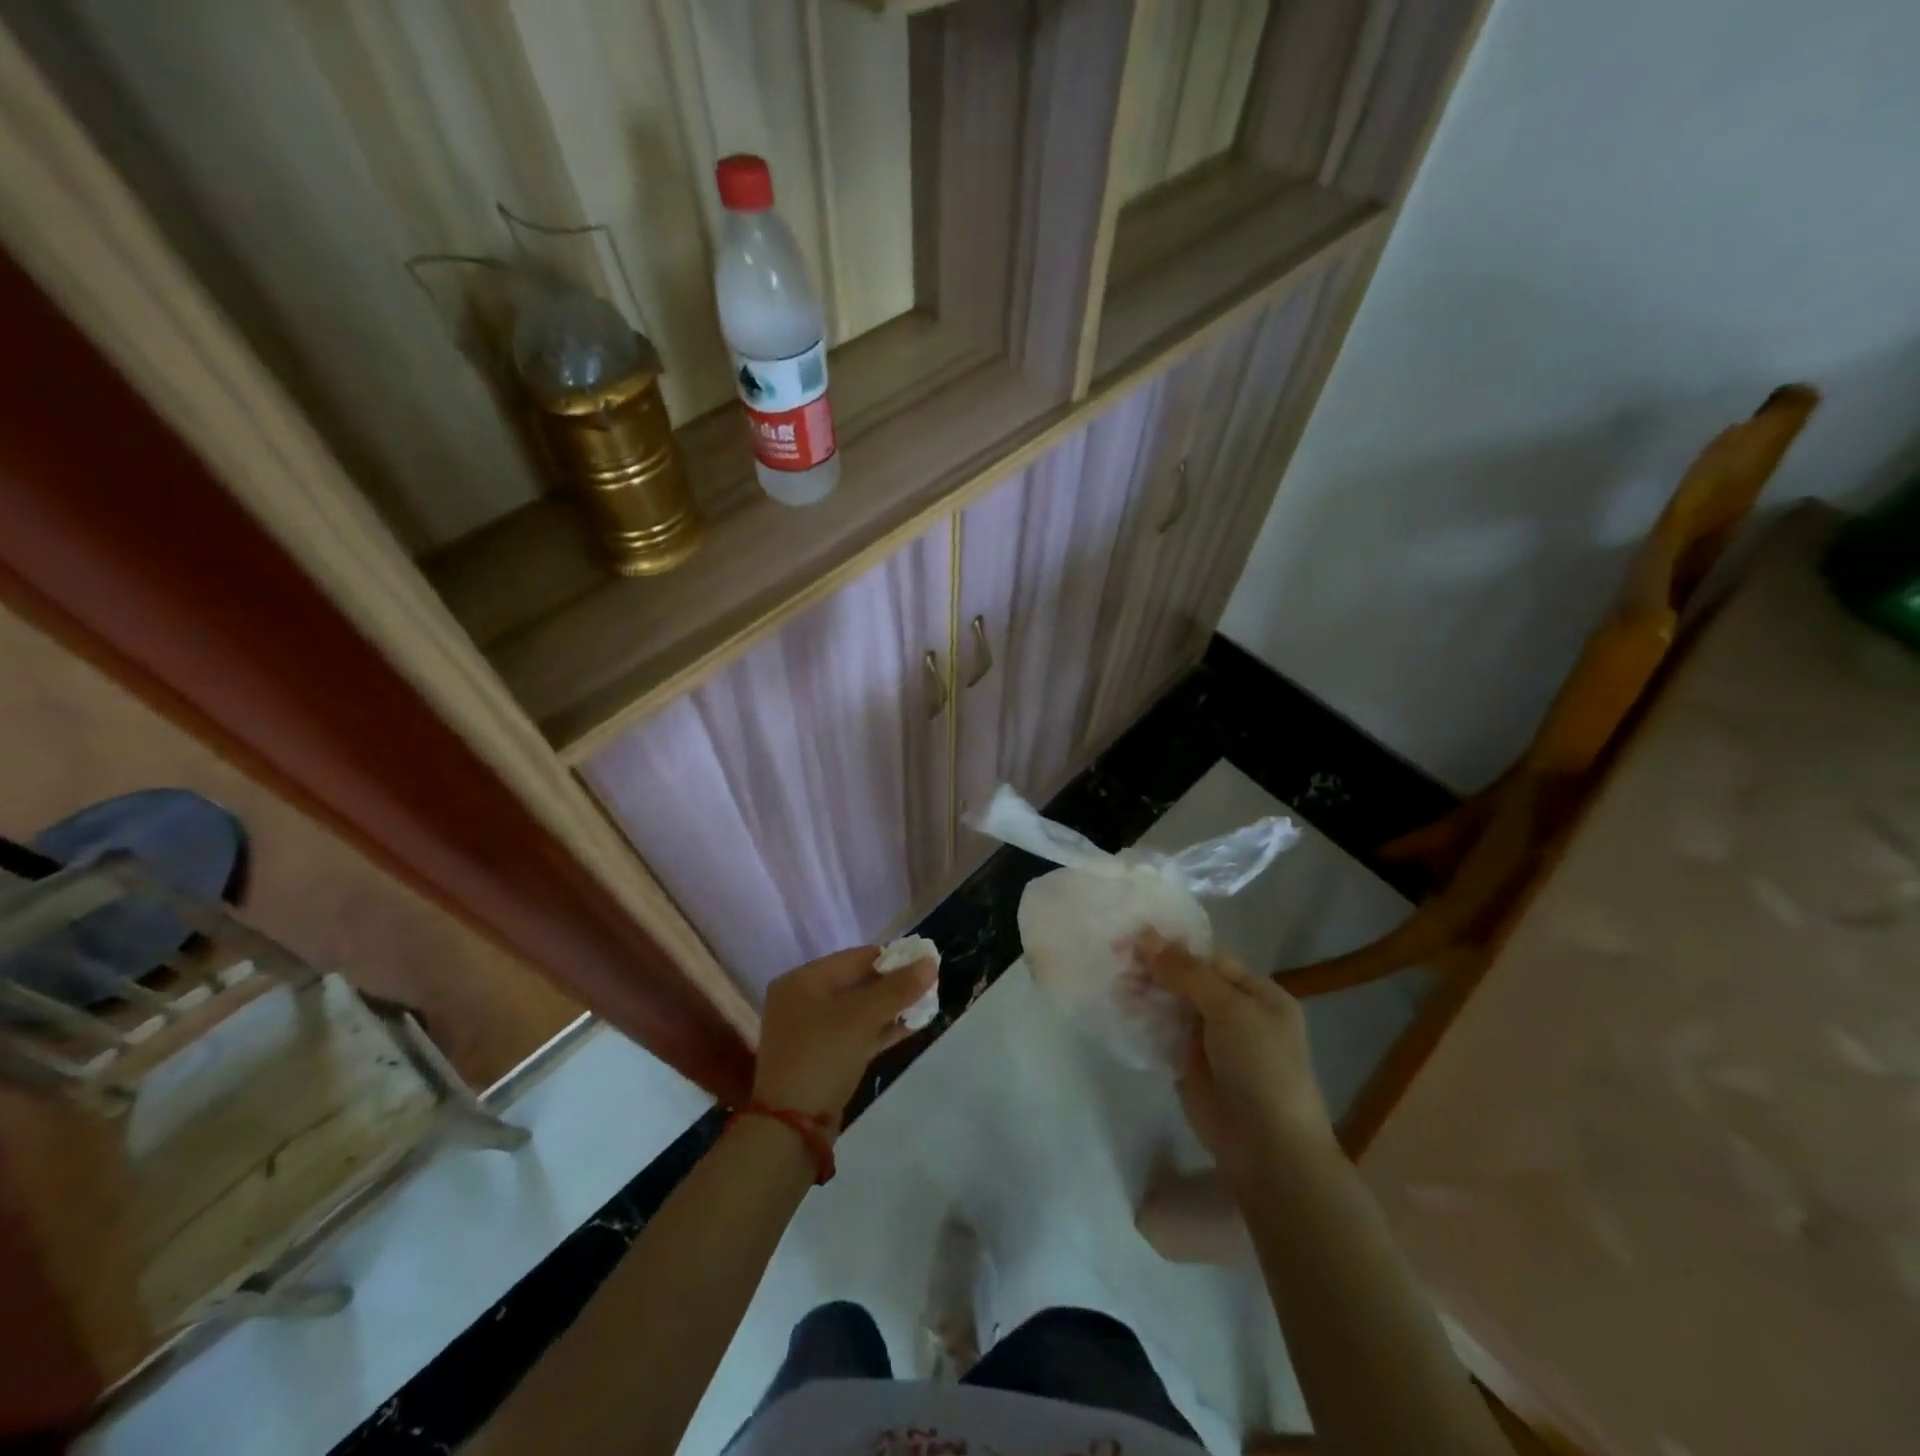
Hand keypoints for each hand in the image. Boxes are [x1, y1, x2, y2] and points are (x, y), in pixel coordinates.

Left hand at [752, 946, 937, 1126]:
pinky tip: (912, 1025)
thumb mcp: (862, 1017)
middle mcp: (803, 1000)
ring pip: (859, 1010)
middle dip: (894, 984)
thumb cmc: (823, 1056)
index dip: (892, 958)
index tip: (924, 962)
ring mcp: (811, 1031)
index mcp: (803, 980)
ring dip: (891, 1007)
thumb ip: (898, 988)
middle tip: (929, 984)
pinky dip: (881, 1028)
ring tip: (927, 1003)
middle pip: (857, 982)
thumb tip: (930, 962)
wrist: (791, 1128)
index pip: (855, 958)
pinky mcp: (823, 1057)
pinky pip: (856, 1033)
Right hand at [1132, 933, 1335, 1179]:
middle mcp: (1234, 1013)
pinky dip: (1141, 1021)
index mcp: (1257, 994)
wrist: (1267, 1149)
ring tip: (1114, 984)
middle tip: (1115, 958)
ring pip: (1170, 1005)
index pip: (1209, 958)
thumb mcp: (1231, 1009)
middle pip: (1186, 980)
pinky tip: (1117, 1009)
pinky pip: (1161, 1034)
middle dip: (1153, 968)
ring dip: (1143, 992)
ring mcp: (1209, 1041)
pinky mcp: (1187, 1065)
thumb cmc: (1261, 1067)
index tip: (1133, 936)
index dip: (1173, 946)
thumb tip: (1147, 937)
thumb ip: (1187, 973)